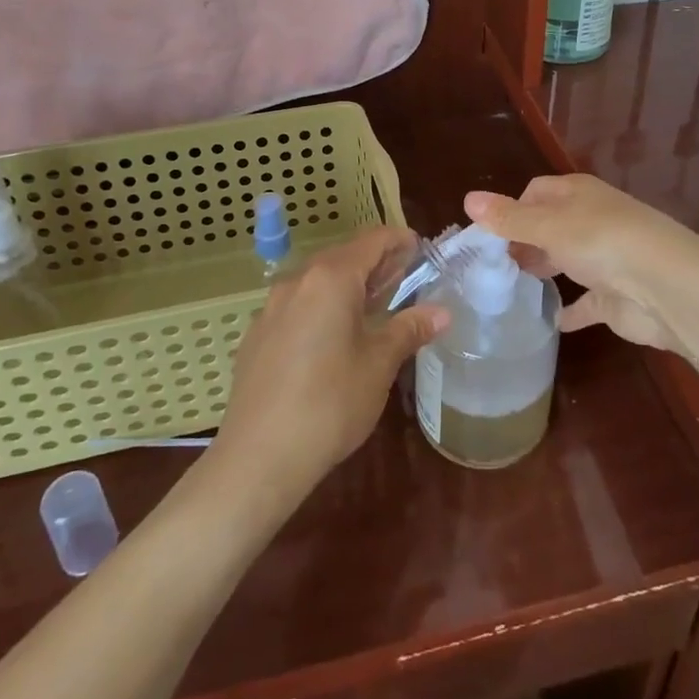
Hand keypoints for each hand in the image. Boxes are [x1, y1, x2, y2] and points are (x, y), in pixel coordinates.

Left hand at [211, 227, 448, 500]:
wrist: (258, 457)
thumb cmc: (330, 404)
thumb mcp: (379, 365)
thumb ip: (408, 329)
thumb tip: (441, 312)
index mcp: (331, 279)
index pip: (372, 241)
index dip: (399, 241)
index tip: (422, 250)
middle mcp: (297, 281)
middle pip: (343, 256)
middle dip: (376, 264)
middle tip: (406, 280)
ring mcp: (271, 307)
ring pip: (318, 281)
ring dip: (348, 285)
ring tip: (374, 307)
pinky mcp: (257, 335)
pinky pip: (298, 305)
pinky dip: (323, 306)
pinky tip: (333, 338)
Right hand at [465, 175, 698, 354]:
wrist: (665, 287)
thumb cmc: (602, 242)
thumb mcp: (548, 226)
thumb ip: (508, 218)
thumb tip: (467, 198)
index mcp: (577, 194)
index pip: (536, 192)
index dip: (511, 209)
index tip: (488, 235)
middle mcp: (591, 221)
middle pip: (549, 226)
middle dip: (522, 241)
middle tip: (491, 265)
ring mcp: (604, 259)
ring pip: (565, 260)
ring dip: (542, 269)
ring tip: (508, 287)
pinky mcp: (613, 297)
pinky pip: (584, 303)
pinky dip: (568, 310)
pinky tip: (547, 320)